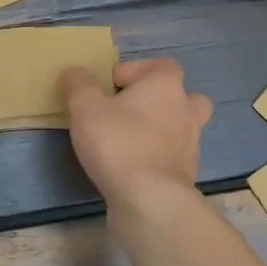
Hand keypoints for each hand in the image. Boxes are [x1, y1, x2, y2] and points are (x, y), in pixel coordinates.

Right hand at [62, 58, 211, 208]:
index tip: (109, 86)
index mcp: (166, 85)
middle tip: (131, 111)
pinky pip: (174, 157)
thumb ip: (79, 84)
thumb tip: (76, 72)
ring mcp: (191, 144)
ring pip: (181, 128)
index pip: (161, 65)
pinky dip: (158, 158)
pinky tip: (133, 167)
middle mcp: (186, 110)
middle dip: (159, 100)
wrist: (150, 200)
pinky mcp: (186, 174)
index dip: (135, 70)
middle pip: (181, 96)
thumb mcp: (85, 107)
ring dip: (161, 130)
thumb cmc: (118, 142)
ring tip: (130, 140)